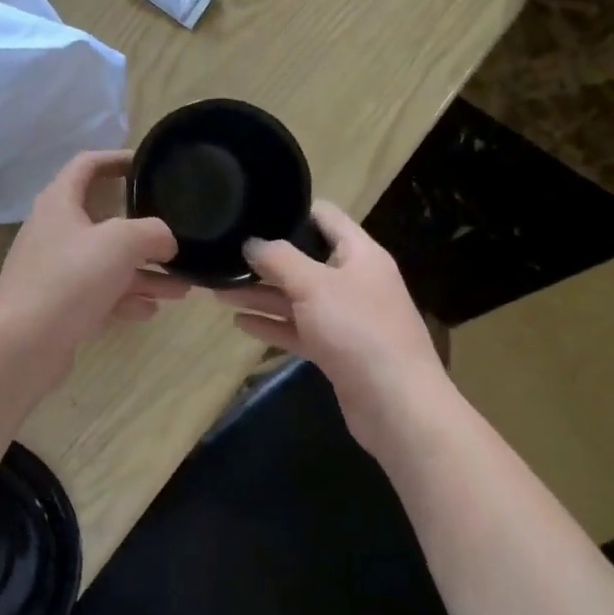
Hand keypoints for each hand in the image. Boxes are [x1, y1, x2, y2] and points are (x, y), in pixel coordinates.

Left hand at [0, 150, 188, 369]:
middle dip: (144, 233)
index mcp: (59, 202)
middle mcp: (54, 231)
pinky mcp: (59, 304)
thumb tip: (165, 240)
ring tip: (181, 288)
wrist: (23, 344)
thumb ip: (152, 232)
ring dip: (143, 273)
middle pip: (104, 220)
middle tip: (176, 241)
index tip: (147, 164)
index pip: (87, 164)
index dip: (116, 159)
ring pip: (107, 263)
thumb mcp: (120, 243)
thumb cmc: (70, 279)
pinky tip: (150, 311)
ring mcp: (55, 270)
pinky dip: (124, 298)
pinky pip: (99, 293)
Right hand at [215, 201, 447, 424]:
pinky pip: (298, 329)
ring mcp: (346, 318)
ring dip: (260, 294)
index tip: (252, 211)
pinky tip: (239, 322)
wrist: (396, 404)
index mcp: (360, 254)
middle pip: (304, 260)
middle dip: (264, 259)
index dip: (291, 210)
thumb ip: (278, 259)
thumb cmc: (358, 330)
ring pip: (296, 298)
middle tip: (223, 256)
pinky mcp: (336, 349)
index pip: (325, 217)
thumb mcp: (313, 285)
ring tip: (217, 290)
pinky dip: (271, 324)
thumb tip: (251, 242)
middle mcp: (354, 281)